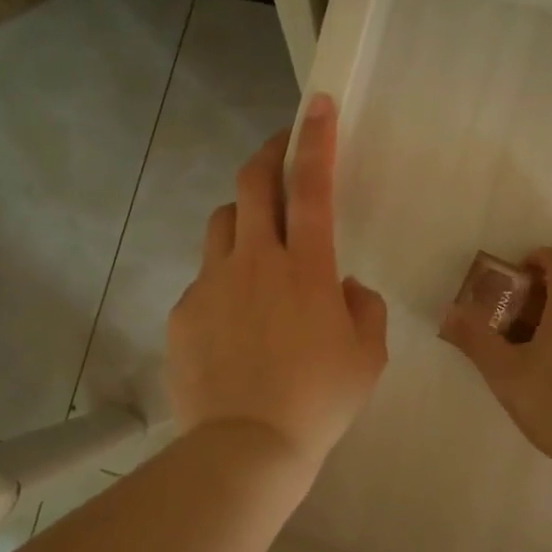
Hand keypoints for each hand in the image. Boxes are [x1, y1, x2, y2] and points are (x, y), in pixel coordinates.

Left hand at [166, 93, 388, 474]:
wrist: (247, 447)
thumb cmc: (318, 401)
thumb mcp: (367, 357)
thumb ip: (364, 309)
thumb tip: (345, 288)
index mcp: (307, 268)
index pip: (313, 186)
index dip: (316, 139)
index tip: (316, 105)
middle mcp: (256, 261)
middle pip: (252, 184)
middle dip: (267, 156)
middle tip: (279, 154)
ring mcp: (212, 283)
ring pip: (222, 223)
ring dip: (243, 217)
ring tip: (257, 243)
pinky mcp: (184, 311)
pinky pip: (206, 278)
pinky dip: (224, 280)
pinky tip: (234, 321)